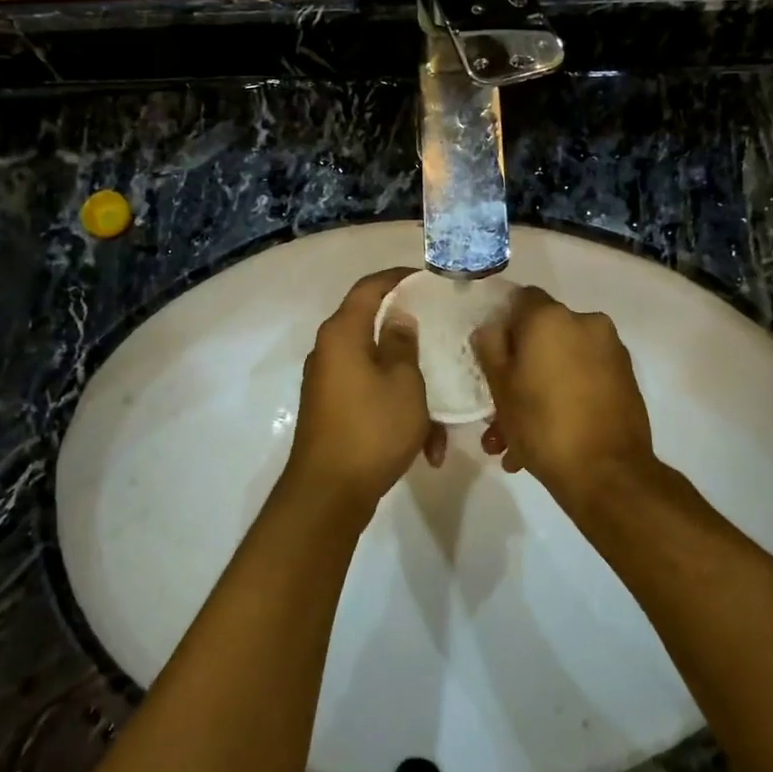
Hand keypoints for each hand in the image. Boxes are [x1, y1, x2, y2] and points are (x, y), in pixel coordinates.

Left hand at [281, 270, 447, 520]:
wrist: (329, 493)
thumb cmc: (372, 429)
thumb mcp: (403, 382)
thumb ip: (402, 343)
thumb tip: (398, 318)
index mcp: (342, 334)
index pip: (369, 287)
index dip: (398, 278)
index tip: (428, 279)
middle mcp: (329, 352)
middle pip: (372, 326)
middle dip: (410, 336)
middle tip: (443, 335)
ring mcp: (329, 383)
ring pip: (378, 370)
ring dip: (411, 388)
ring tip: (442, 419)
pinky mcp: (333, 411)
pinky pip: (371, 397)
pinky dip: (397, 410)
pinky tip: (426, 445)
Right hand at [471, 286, 653, 506]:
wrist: (608, 473)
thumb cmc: (543, 424)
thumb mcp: (500, 387)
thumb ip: (490, 347)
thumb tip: (493, 328)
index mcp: (552, 317)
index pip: (520, 300)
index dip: (502, 324)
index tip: (491, 356)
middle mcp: (586, 323)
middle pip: (542, 336)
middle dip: (519, 369)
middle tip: (499, 408)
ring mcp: (611, 351)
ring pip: (561, 363)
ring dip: (539, 391)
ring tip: (515, 441)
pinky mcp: (626, 379)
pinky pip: (583, 379)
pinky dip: (565, 398)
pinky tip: (546, 438)